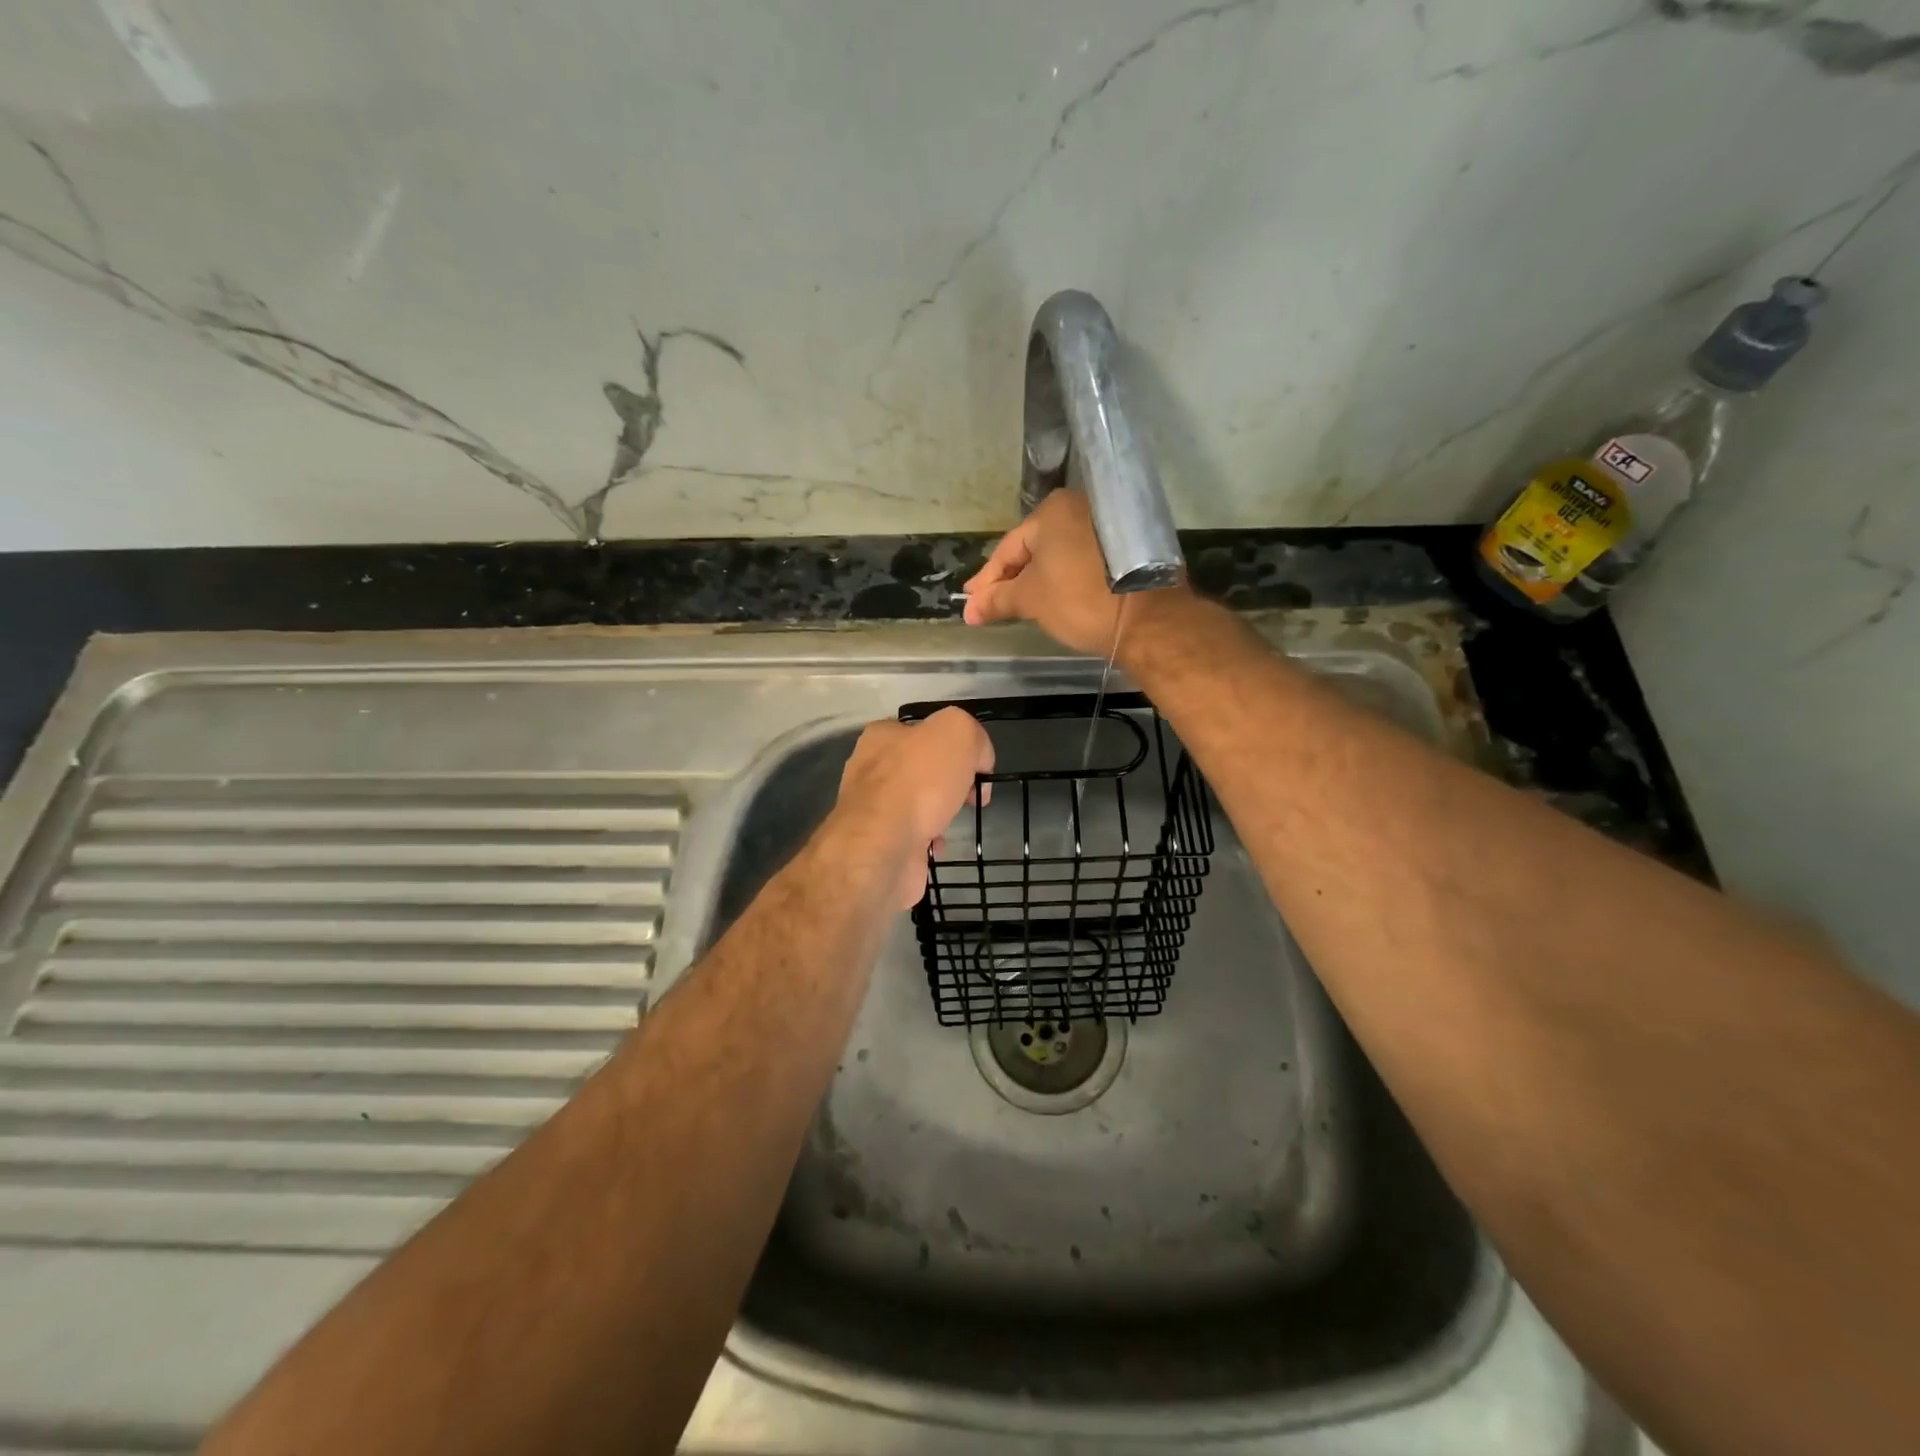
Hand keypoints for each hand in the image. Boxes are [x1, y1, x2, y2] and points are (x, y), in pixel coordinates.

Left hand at [835, 707, 993, 907]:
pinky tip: (935, 844)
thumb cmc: (918, 783)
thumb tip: (978, 760)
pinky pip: (912, 836)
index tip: (976, 767)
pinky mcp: (877, 842)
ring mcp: (871, 808)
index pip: (924, 730)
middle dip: (951, 782)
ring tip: (950, 821)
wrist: (883, 847)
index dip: (957, 745)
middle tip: (970, 795)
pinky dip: (929, 841)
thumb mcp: (958, 732)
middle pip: (923, 769)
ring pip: (918, 803)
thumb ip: (973, 736)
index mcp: (882, 736)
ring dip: (940, 813)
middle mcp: (871, 768)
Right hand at [964, 490, 1189, 653]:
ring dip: (1040, 579)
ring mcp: (1109, 524)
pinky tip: (1057, 597)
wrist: (1149, 620)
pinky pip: (1085, 561)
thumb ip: (997, 600)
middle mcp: (1082, 506)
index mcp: (1053, 510)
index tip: (972, 605)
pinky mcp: (1130, 546)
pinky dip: (1067, 578)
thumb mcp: (1032, 600)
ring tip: (1021, 604)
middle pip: (1036, 548)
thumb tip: (970, 610)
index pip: (1009, 548)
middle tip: (991, 605)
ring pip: (1062, 555)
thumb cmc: (1081, 600)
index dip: (987, 581)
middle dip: (1013, 579)